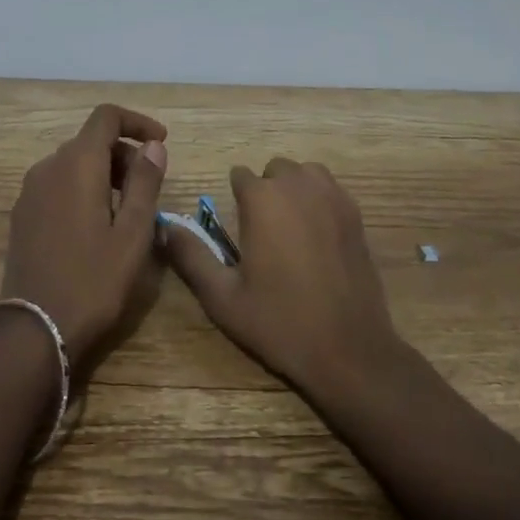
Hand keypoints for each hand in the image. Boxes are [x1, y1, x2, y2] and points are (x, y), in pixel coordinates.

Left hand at [0, 104, 167, 362]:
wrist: (35, 332)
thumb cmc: (93, 281)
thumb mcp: (133, 233)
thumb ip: (145, 182)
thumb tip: (153, 145)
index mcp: (77, 164)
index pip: (106, 117)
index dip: (137, 122)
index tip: (162, 143)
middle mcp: (48, 167)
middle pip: (90, 140)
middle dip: (125, 153)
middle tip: (151, 187)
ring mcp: (30, 192)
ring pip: (73, 163)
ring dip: (104, 172)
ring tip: (128, 210)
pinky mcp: (22, 215)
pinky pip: (58, 184)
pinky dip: (83, 188)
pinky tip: (97, 225)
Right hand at [163, 157, 399, 403]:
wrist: (348, 349)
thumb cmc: (279, 322)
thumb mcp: (222, 297)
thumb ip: (190, 255)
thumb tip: (163, 226)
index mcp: (262, 199)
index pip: (239, 175)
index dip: (234, 199)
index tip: (236, 229)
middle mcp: (298, 185)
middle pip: (273, 170)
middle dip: (265, 191)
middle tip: (262, 233)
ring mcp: (332, 196)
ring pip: (305, 173)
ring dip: (294, 189)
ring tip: (290, 227)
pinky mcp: (356, 214)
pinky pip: (330, 189)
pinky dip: (319, 199)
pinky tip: (317, 235)